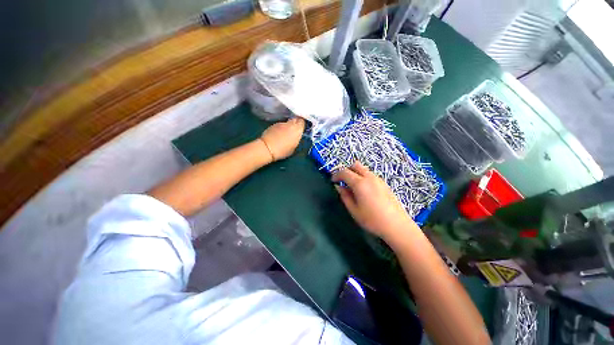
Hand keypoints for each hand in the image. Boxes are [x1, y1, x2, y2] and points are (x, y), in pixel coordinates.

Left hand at [260, 117, 305, 160]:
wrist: (267, 148)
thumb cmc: (282, 150)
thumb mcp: (294, 147)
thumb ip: (296, 139)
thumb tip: (296, 136)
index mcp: (297, 130)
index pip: (302, 122)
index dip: (302, 125)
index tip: (301, 129)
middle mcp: (290, 124)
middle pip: (295, 120)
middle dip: (296, 123)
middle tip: (295, 130)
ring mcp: (281, 123)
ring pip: (288, 122)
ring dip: (288, 126)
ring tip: (286, 133)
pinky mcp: (274, 124)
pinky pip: (281, 125)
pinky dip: (281, 128)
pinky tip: (278, 134)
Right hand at [332, 162, 415, 239]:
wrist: (397, 225)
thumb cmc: (372, 220)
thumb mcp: (354, 210)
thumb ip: (345, 196)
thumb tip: (339, 186)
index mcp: (360, 183)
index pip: (344, 172)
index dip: (336, 175)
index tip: (333, 181)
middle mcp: (369, 177)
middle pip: (355, 165)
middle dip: (346, 170)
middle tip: (343, 181)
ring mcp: (378, 179)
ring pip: (363, 169)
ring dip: (355, 173)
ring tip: (353, 187)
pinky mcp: (384, 183)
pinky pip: (370, 175)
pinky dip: (363, 177)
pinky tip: (364, 190)